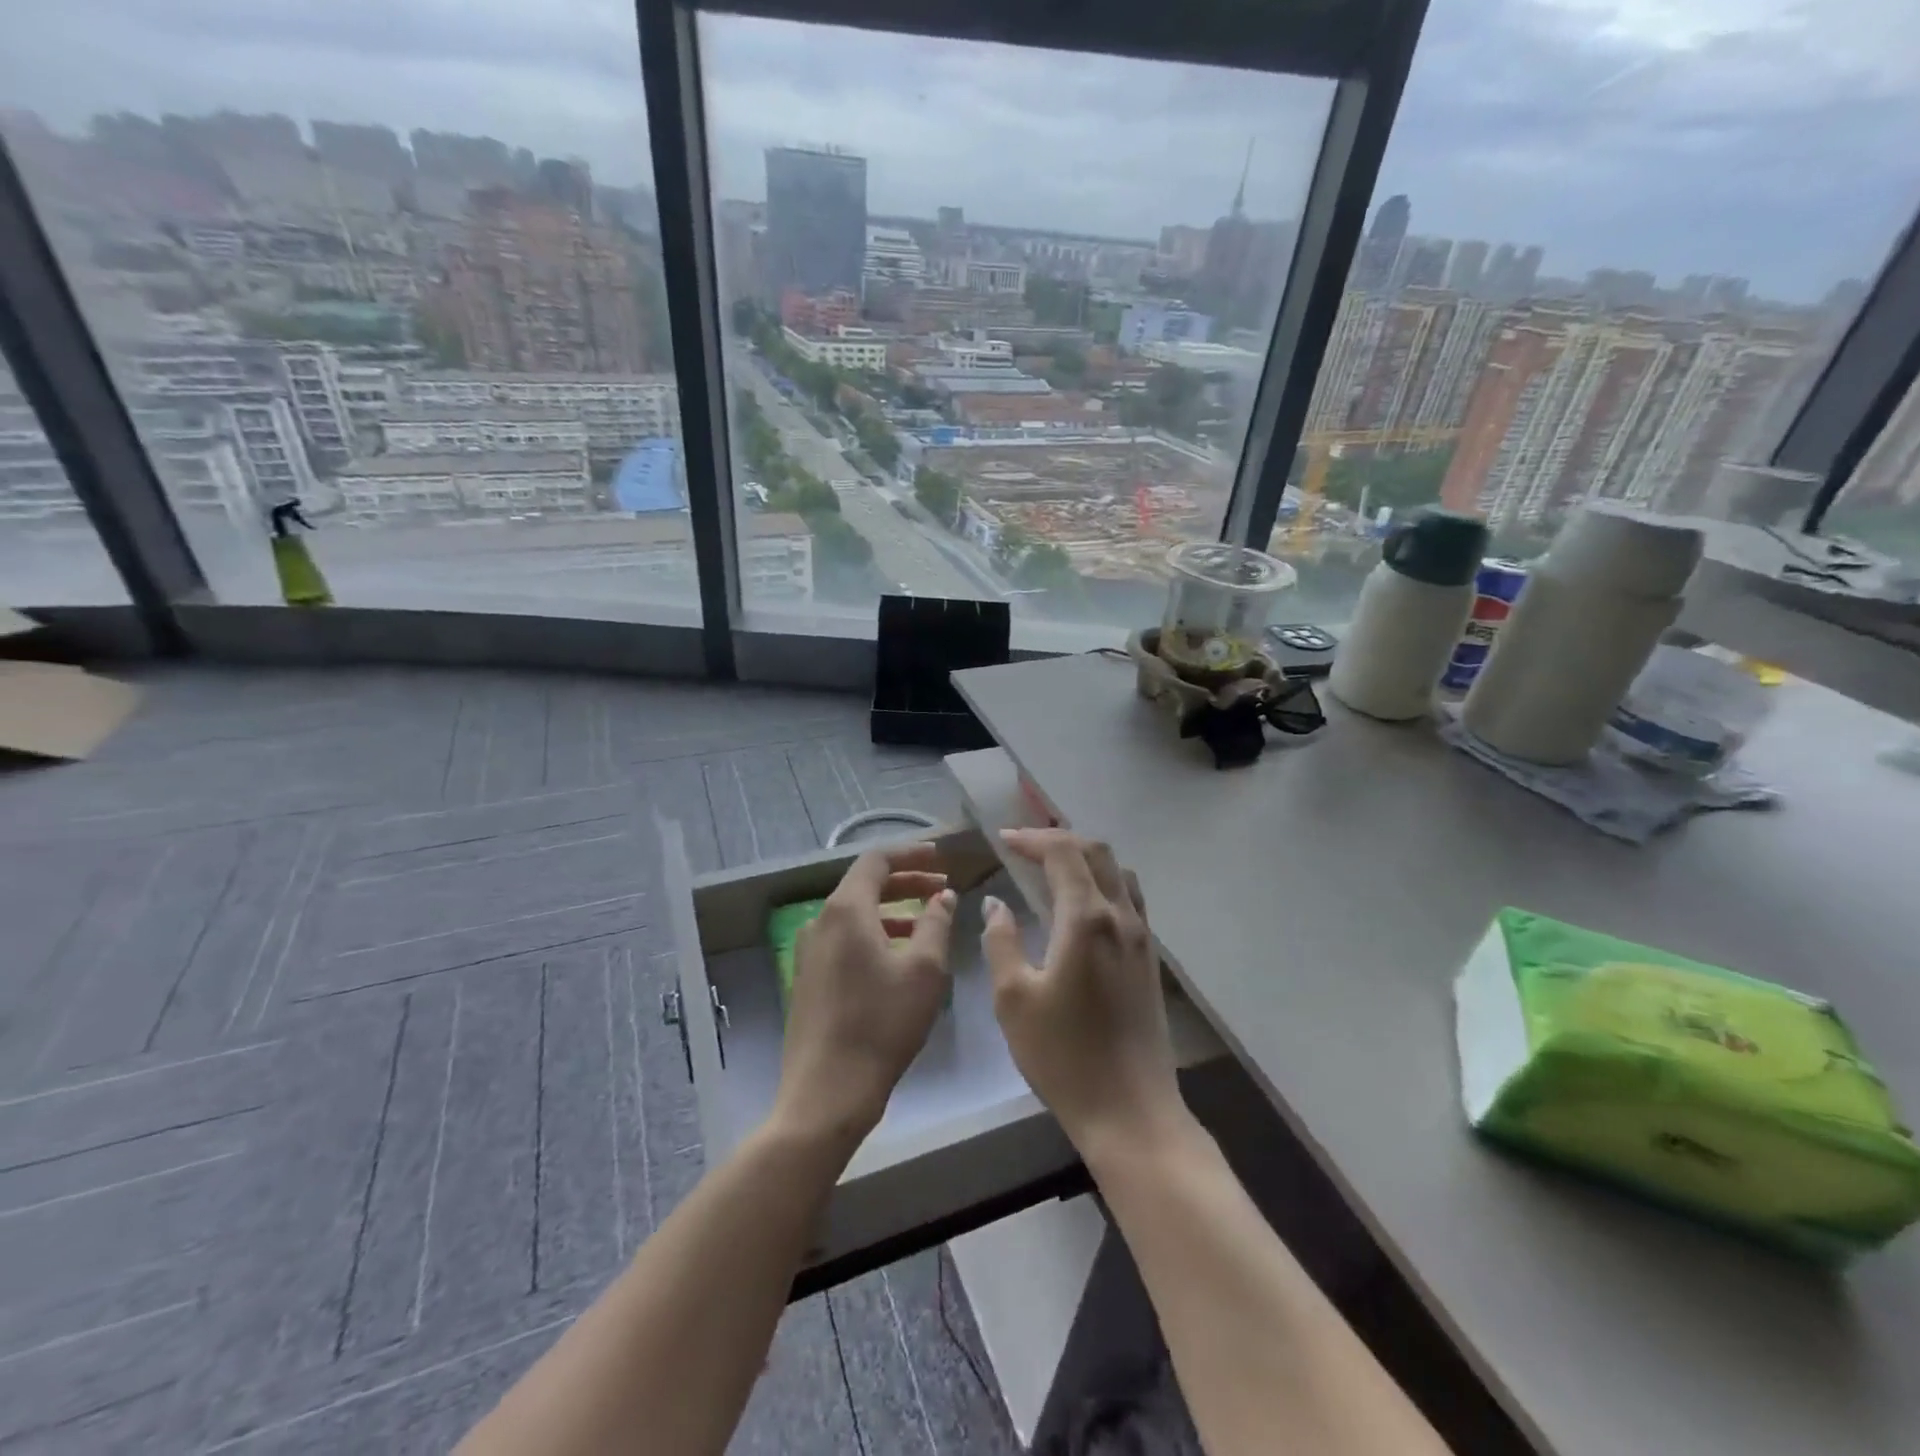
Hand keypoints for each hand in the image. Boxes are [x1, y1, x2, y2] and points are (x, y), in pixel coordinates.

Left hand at [773, 842, 957, 1150]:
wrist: (827, 1092)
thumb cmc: (882, 1025)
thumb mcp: (924, 970)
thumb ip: (937, 923)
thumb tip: (943, 896)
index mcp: (846, 910)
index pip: (876, 860)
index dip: (911, 854)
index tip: (941, 858)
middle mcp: (820, 921)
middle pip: (864, 884)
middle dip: (905, 882)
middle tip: (942, 887)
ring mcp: (809, 951)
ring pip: (854, 913)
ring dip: (892, 909)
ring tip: (927, 921)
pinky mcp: (808, 978)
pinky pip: (844, 938)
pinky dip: (874, 933)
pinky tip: (898, 956)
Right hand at [984, 830, 1185, 1161]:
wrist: (1130, 1111)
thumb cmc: (1063, 1056)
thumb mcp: (1014, 999)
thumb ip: (1002, 941)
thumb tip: (997, 904)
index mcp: (1087, 919)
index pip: (1063, 853)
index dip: (1032, 839)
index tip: (1003, 840)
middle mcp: (1121, 916)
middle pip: (1097, 852)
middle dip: (1060, 840)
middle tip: (1025, 848)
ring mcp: (1142, 937)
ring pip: (1119, 872)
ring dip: (1085, 859)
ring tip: (1052, 869)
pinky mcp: (1149, 958)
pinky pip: (1129, 898)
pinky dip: (1102, 882)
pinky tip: (1080, 906)